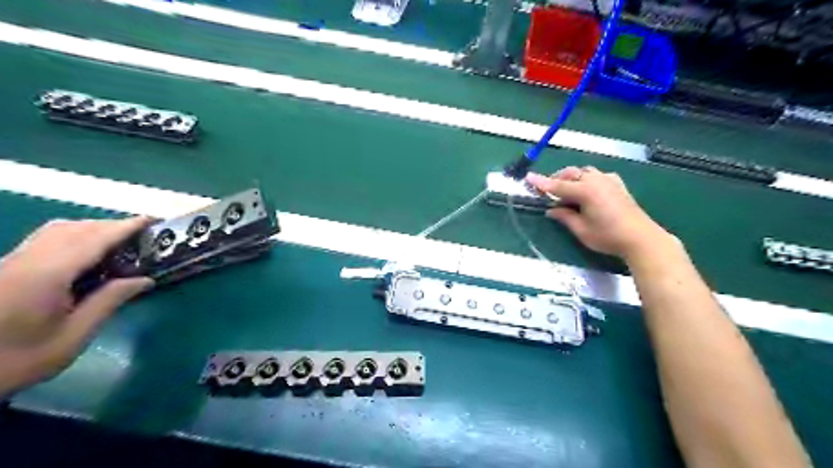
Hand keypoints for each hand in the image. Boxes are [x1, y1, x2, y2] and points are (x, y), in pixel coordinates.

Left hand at [0, 218, 150, 395]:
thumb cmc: (15, 360)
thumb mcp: (72, 337)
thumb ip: (108, 302)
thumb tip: (144, 280)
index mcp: (46, 276)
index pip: (93, 241)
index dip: (125, 227)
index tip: (152, 220)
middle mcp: (27, 261)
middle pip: (75, 229)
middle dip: (112, 226)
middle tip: (143, 235)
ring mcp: (12, 263)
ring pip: (57, 231)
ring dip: (92, 229)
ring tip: (119, 241)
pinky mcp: (6, 269)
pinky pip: (46, 240)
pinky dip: (74, 236)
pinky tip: (87, 251)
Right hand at [526, 165, 676, 260]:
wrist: (641, 238)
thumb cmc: (608, 236)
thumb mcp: (581, 230)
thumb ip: (564, 216)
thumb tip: (551, 210)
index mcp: (585, 191)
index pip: (557, 186)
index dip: (541, 183)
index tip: (528, 177)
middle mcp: (596, 181)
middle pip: (570, 174)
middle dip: (557, 180)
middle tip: (547, 192)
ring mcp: (608, 180)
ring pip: (583, 172)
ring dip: (571, 178)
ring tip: (566, 192)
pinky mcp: (617, 184)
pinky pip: (597, 175)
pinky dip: (587, 179)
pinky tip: (587, 190)